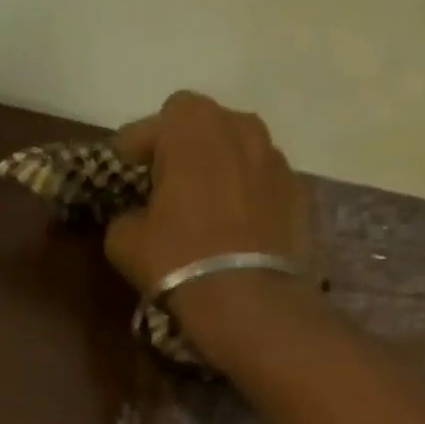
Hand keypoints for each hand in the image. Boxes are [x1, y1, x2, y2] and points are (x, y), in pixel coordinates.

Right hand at [105, 91, 314, 299]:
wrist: (249, 301)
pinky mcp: (299, 193)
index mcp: (193, 126)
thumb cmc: (178, 260)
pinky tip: (237, 228)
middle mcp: (240, 127)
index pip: (155, 122)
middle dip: (183, 149)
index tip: (124, 168)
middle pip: (204, 127)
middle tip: (166, 184)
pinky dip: (248, 196)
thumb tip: (135, 217)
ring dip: (220, 169)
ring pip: (239, 151)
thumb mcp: (125, 242)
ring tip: (206, 204)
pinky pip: (263, 184)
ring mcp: (276, 159)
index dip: (136, 145)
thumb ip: (124, 216)